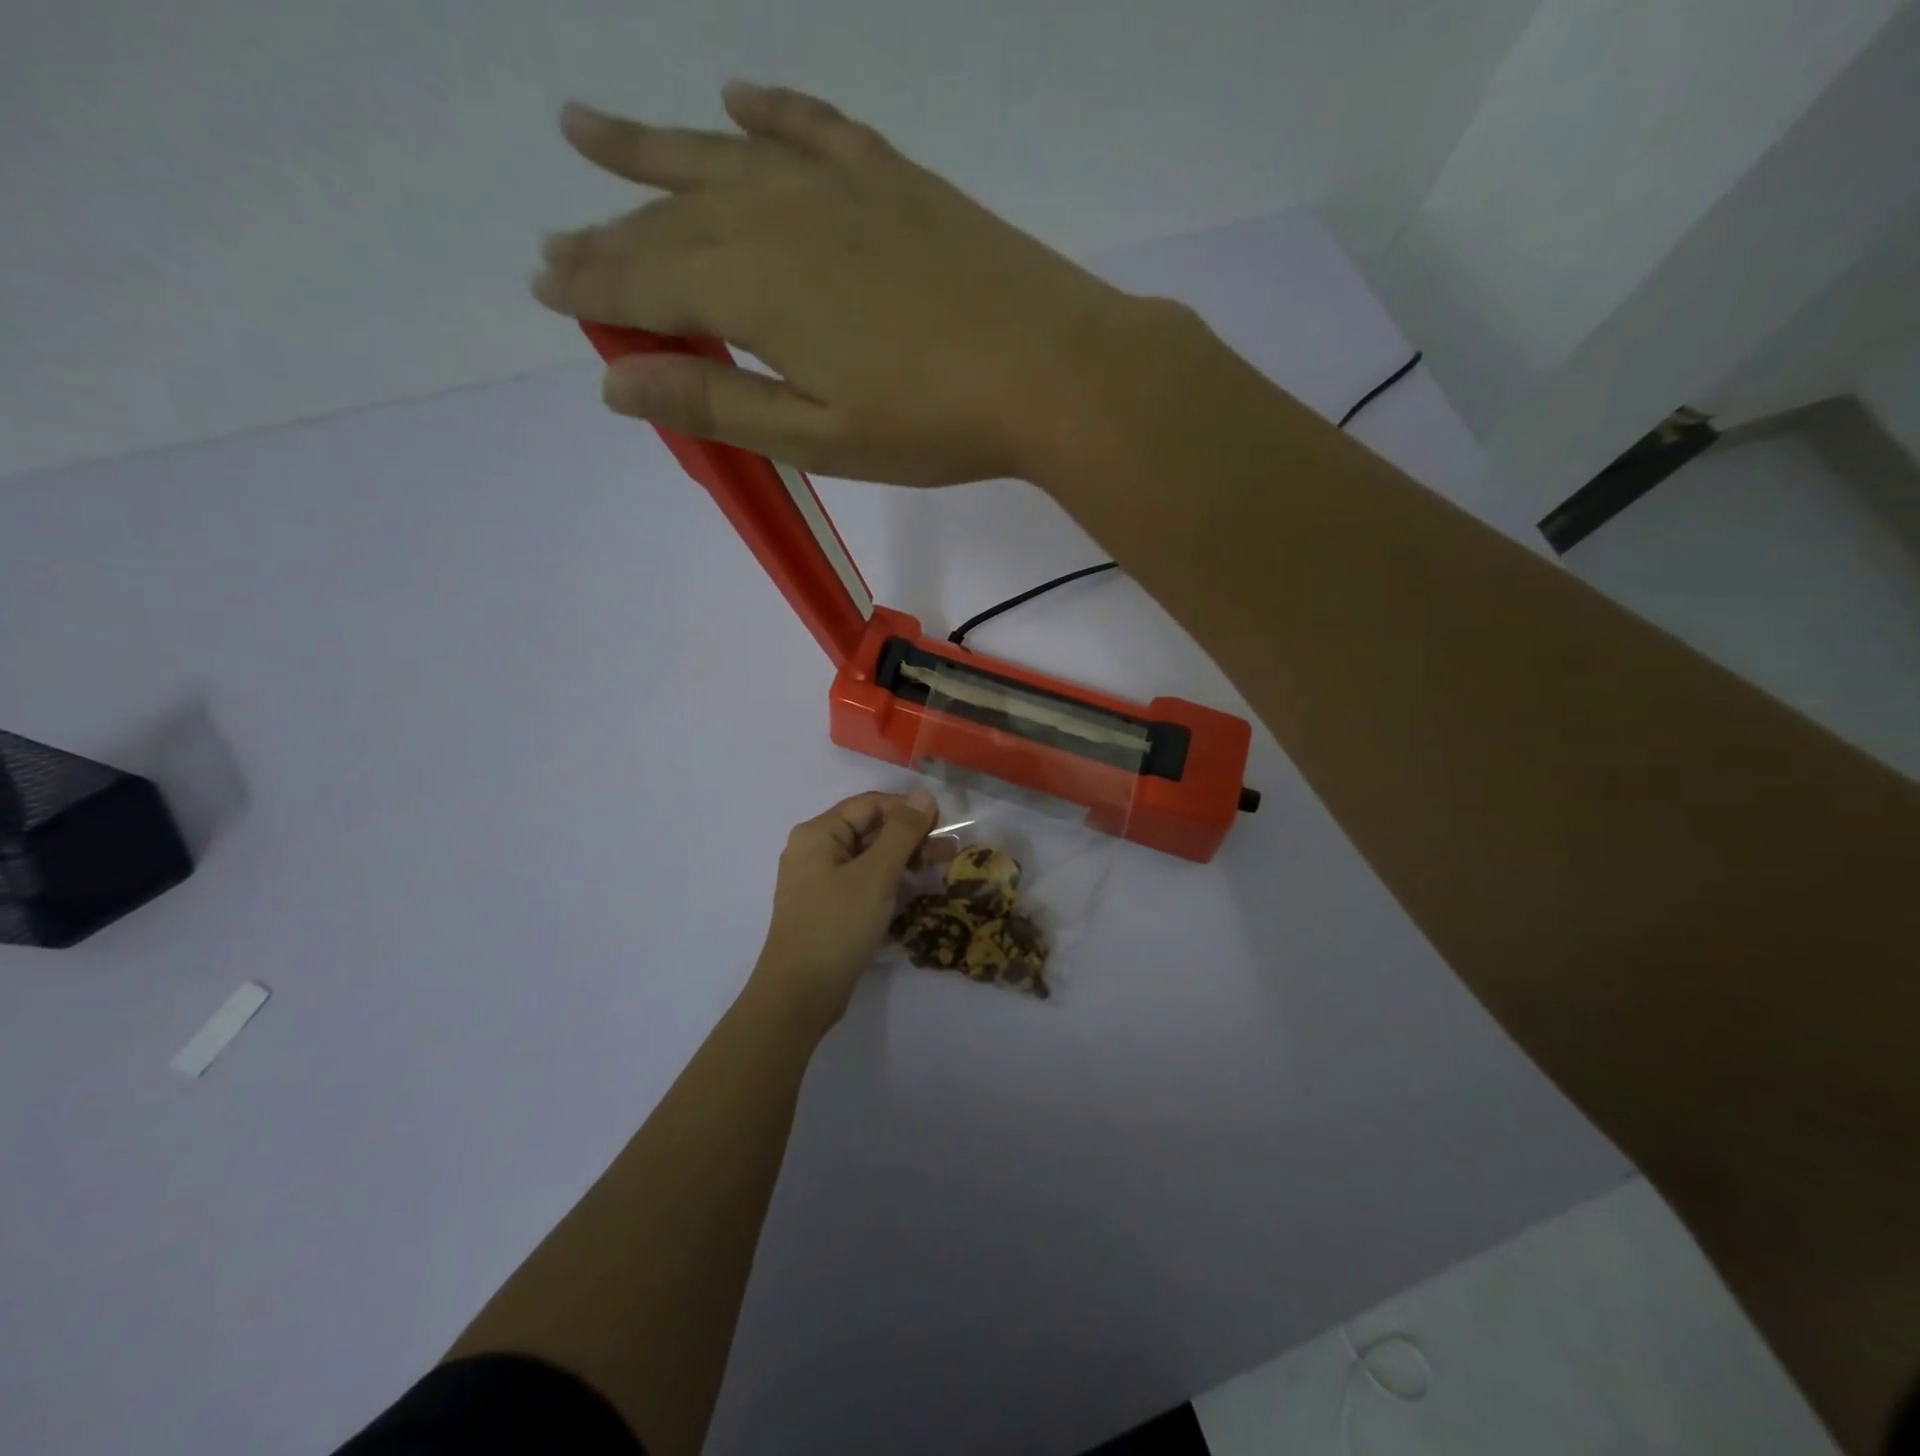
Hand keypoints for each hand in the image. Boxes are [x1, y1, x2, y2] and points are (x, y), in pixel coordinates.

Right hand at [532, 83, 1157, 485]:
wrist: (1052, 370)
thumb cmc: (932, 424)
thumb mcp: (816, 437)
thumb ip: (716, 403)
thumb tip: (616, 385)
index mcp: (753, 288)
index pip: (643, 282)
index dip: (590, 286)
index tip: (545, 284)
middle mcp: (778, 215)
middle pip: (670, 221)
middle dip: (608, 232)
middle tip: (558, 237)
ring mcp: (839, 185)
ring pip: (722, 160)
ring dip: (652, 148)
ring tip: (586, 127)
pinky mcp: (894, 179)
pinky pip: (814, 128)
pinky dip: (770, 114)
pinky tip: (737, 101)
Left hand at [751, 788, 938, 1031]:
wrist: (800, 994)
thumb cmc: (838, 926)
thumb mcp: (876, 874)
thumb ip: (902, 831)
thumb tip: (923, 794)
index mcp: (818, 833)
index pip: (870, 804)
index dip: (908, 810)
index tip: (943, 826)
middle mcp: (814, 850)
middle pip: (869, 829)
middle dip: (910, 836)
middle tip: (948, 852)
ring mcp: (819, 880)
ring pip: (868, 856)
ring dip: (903, 859)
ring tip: (938, 869)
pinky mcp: (828, 907)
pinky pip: (862, 881)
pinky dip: (888, 880)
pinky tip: (913, 890)